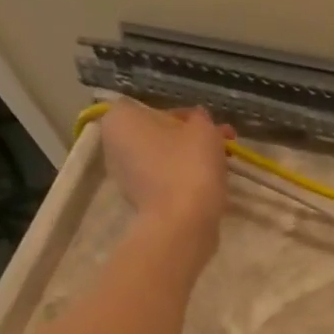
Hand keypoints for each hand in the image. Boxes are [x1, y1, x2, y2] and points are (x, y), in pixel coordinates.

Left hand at [99, 101, 231, 248]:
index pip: (160, 110)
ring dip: (188, 162)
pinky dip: (182, 182)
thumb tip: (199, 121)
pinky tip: (205, 188)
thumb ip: (201, 119)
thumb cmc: (189, 166)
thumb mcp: (204, 130)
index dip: (191, 119)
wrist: (182, 224)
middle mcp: (113, 145)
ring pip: (163, 160)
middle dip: (189, 141)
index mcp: (121, 118)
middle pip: (160, 136)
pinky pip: (164, 182)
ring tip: (218, 170)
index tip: (212, 130)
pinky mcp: (138, 202)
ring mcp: (124, 176)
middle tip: (220, 148)